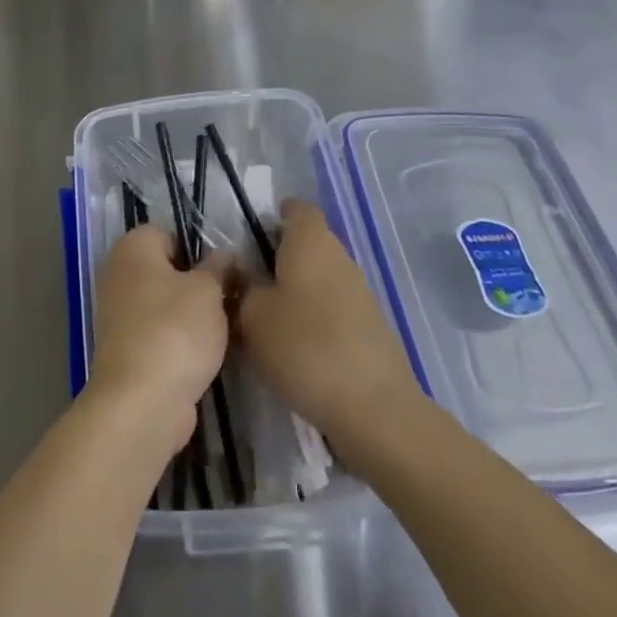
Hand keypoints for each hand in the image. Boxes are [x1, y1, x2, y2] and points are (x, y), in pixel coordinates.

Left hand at [86, 225, 231, 451]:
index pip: (170, 233)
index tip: (225, 272)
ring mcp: (118, 314)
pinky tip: (206, 354)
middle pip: (167, 269)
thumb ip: (219, 267)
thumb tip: (225, 254)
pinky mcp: (126, 349)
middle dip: (198, 284)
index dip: (199, 250)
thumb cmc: (175, 330)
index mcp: (132, 248)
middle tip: (230, 299)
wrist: (142, 402)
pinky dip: (180, 341)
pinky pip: (160, 333)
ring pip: (165, 304)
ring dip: (192, 316)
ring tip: (225, 329)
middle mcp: (118, 274)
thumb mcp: (209, 291)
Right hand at [236, 200, 420, 456]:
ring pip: (321, 276)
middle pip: (308, 243)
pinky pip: (335, 307)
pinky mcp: (371, 326)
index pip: (296, 209)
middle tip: (249, 284)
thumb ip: (242, 286)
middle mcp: (340, 256)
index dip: (274, 217)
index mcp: (311, 241)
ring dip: (297, 290)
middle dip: (280, 258)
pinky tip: (298, 347)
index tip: (250, 239)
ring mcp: (361, 291)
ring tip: (268, 320)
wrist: (374, 408)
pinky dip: (315, 317)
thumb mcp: (252, 316)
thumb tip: (242, 272)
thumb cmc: (304, 347)